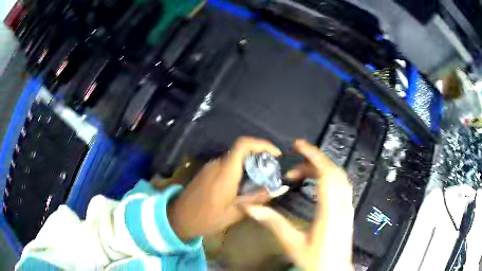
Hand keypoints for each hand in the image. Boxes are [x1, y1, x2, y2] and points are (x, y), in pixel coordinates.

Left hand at [168, 137, 282, 240]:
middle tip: (271, 170)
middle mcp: (217, 164)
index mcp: (225, 172)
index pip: (243, 144)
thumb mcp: (235, 212)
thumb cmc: (207, 218)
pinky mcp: (206, 171)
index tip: (276, 154)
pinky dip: (238, 169)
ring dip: (249, 163)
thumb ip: (258, 199)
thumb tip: (280, 189)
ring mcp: (210, 166)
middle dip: (259, 155)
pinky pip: (226, 164)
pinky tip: (243, 184)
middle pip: (241, 149)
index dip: (262, 144)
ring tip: (260, 179)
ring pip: (234, 157)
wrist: (178, 219)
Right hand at [241, 139, 353, 270]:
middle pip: (334, 171)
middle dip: (315, 159)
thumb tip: (250, 208)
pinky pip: (342, 186)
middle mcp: (343, 205)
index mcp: (330, 211)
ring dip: (322, 168)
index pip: (326, 174)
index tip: (298, 145)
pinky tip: (317, 183)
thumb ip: (273, 224)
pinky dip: (329, 177)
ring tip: (302, 171)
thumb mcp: (292, 244)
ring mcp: (348, 207)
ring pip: (340, 177)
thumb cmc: (315, 261)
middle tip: (296, 157)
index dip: (313, 156)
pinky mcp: (348, 211)